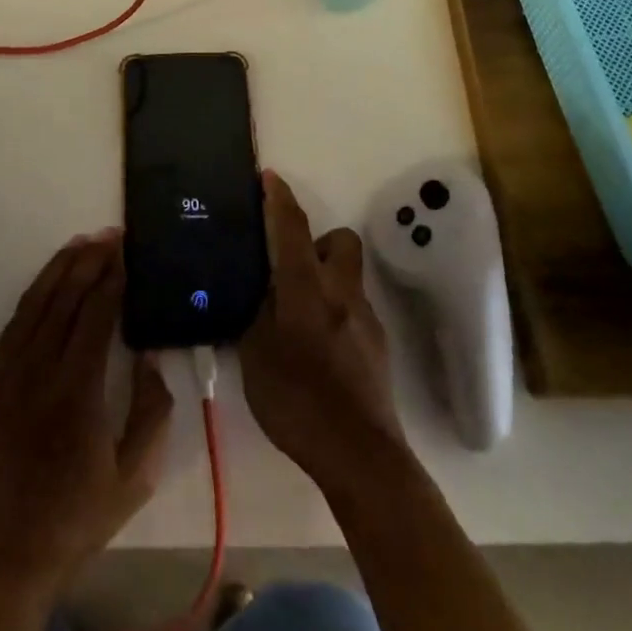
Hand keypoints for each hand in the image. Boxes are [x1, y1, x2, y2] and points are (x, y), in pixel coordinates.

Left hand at [0, 231, 173, 596]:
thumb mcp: (135, 477)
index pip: (97, 314)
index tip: (127, 252)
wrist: (3, 556)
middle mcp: (41, 370)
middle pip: (66, 299)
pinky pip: (13, 326)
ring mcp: (11, 375)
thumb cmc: (76, 520)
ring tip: (80, 244)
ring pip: (36, 304)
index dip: (113, 278)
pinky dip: (32, 296)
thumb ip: (150, 412)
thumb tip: (147, 358)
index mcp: (79, 390)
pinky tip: (46, 283)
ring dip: (59, 269)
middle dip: (89, 261)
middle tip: (110, 236)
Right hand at [240, 172, 406, 495]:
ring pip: (348, 276)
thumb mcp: (255, 355)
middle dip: (316, 240)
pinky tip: (316, 345)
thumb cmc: (296, 400)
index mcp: (306, 288)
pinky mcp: (377, 345)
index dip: (279, 199)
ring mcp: (365, 318)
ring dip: (325, 278)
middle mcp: (342, 292)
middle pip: (340, 241)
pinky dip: (335, 310)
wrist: (359, 453)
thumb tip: (256, 290)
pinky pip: (353, 308)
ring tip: (296, 312)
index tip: (269, 177)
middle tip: (288, 266)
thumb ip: (254, 314)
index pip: (293, 228)